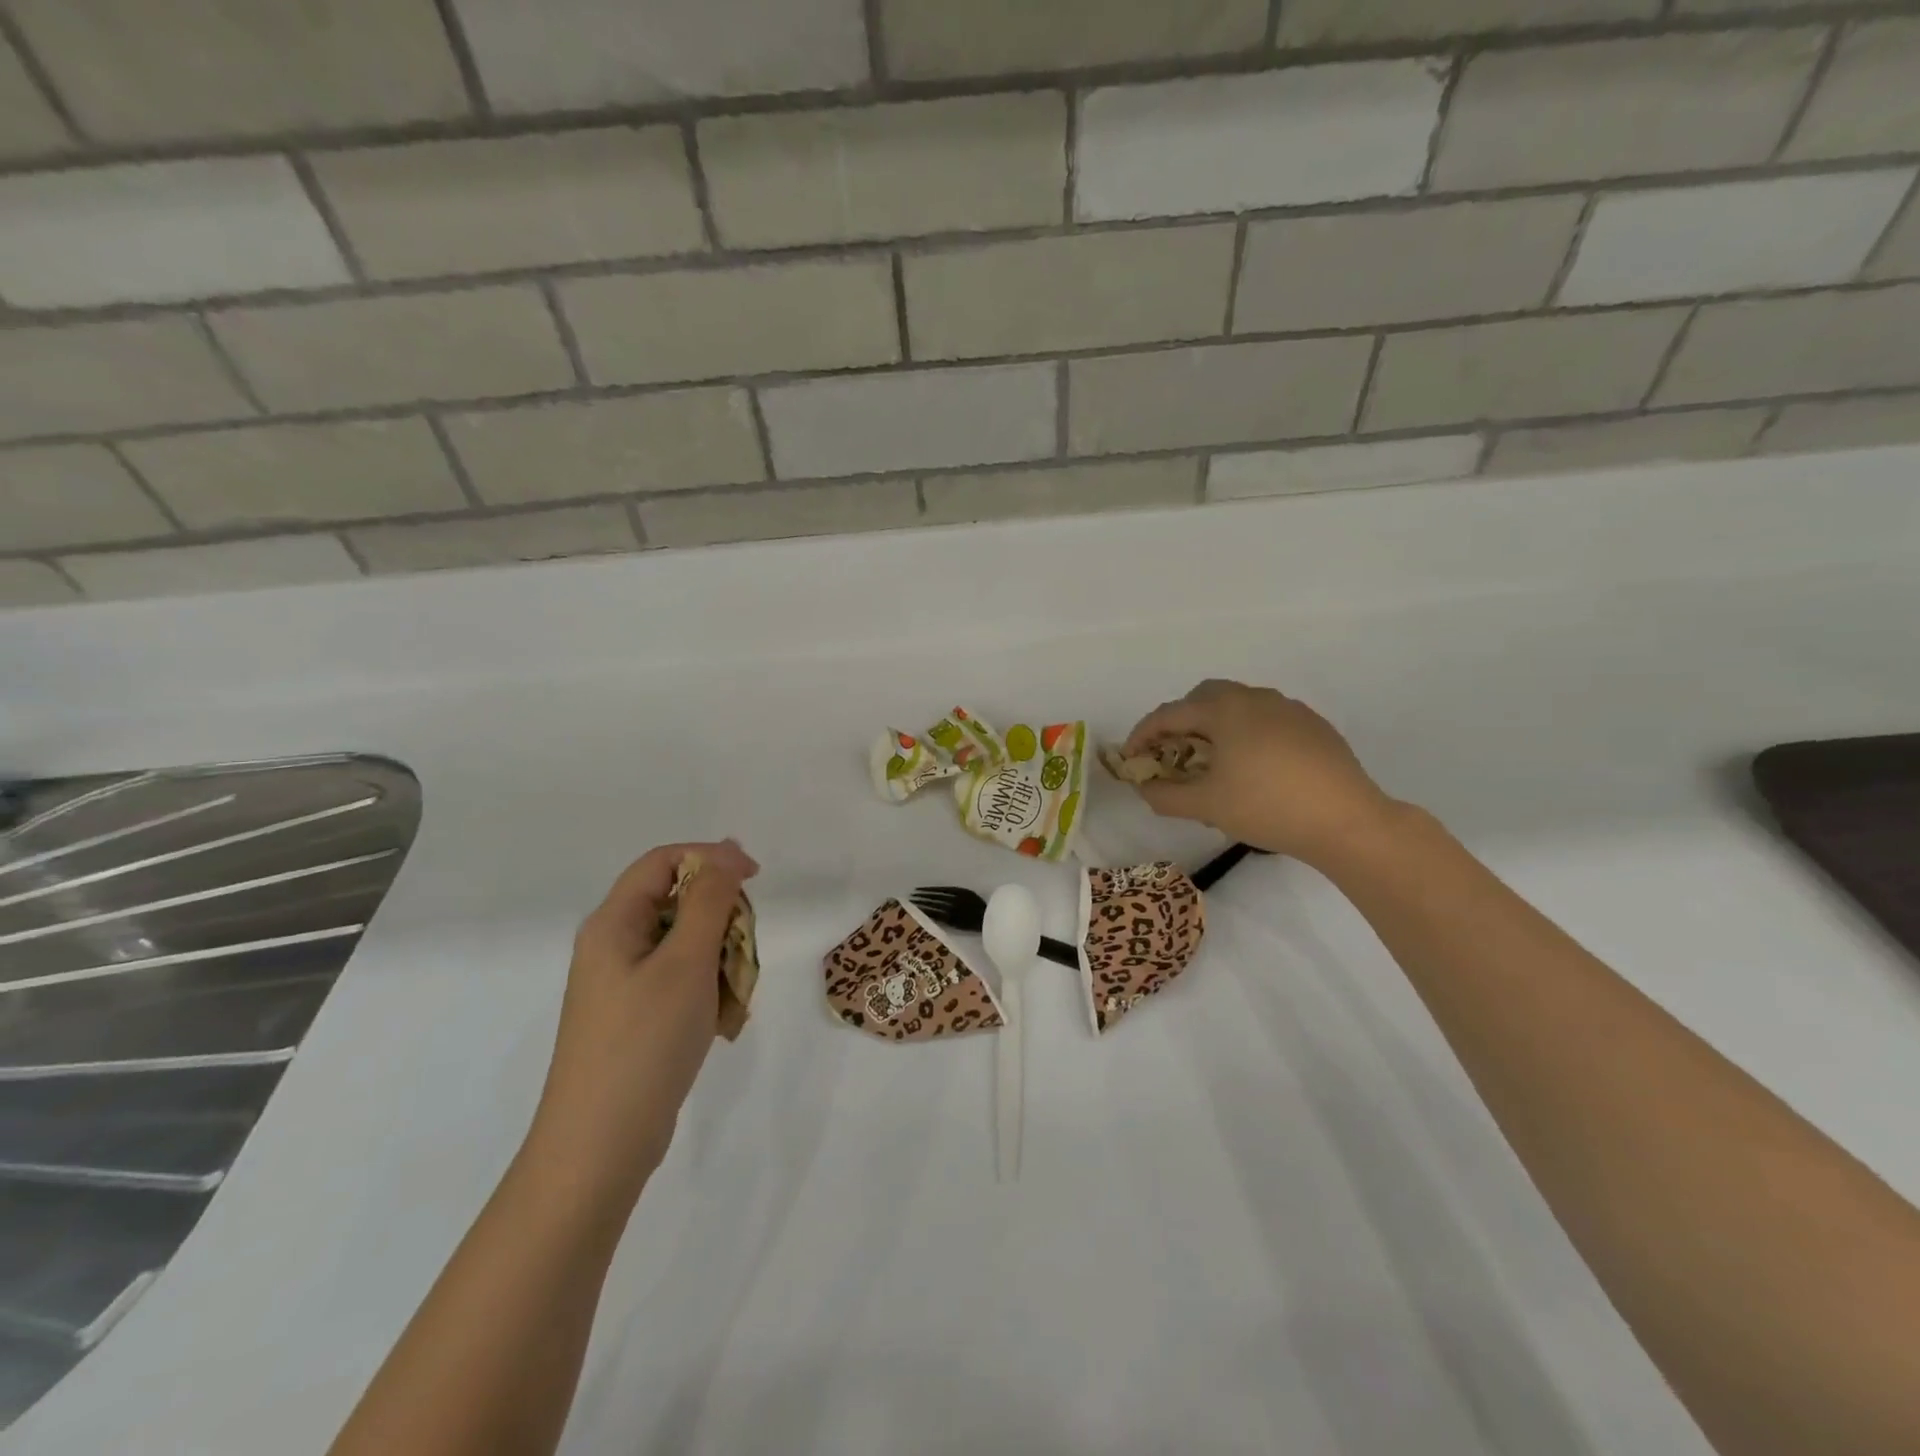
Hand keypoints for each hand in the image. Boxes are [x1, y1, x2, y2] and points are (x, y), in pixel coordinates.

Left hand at [525, 840, 758, 1217]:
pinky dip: (708, 991)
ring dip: (720, 961)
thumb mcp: (686, 962)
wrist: (599, 1147)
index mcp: (613, 923)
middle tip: (744, 954)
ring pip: (686, 945)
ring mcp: (622, 985)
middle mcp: (613, 946)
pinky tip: (721, 1023)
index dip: (712, 858)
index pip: (664, 860)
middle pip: (678, 902)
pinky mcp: (635, 1017)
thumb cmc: (644, 1042)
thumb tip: (726, 852)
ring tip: (733, 999)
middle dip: (722, 920)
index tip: (757, 880)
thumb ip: (710, 900)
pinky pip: (681, 982)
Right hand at [1123, 680, 1398, 866]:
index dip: (1142, 735)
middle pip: (1203, 697)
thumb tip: (1145, 788)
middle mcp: (1254, 697)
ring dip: (1214, 725)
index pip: (1168, 714)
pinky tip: (1253, 767)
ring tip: (1212, 761)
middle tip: (1172, 754)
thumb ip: (1165, 795)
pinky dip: (1246, 733)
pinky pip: (1266, 718)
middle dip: (1180, 721)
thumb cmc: (1267, 807)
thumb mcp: (1206, 806)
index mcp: (1223, 709)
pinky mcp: (1313, 725)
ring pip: (1237, 705)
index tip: (1130, 759)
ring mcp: (1288, 708)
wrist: (1347, 820)